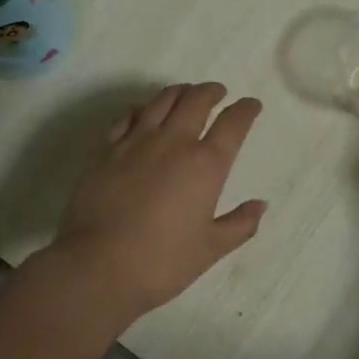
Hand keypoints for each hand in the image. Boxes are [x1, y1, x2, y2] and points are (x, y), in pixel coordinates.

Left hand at [53, 82, 267, 322]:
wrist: (98, 266)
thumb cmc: (162, 261)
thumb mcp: (211, 248)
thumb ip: (240, 224)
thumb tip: (260, 205)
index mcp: (206, 164)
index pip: (233, 123)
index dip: (246, 110)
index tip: (252, 105)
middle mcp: (174, 143)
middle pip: (196, 100)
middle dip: (212, 92)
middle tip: (219, 93)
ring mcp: (136, 142)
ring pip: (161, 100)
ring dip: (179, 92)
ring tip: (186, 93)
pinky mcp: (106, 150)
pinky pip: (127, 116)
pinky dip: (141, 108)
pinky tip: (143, 112)